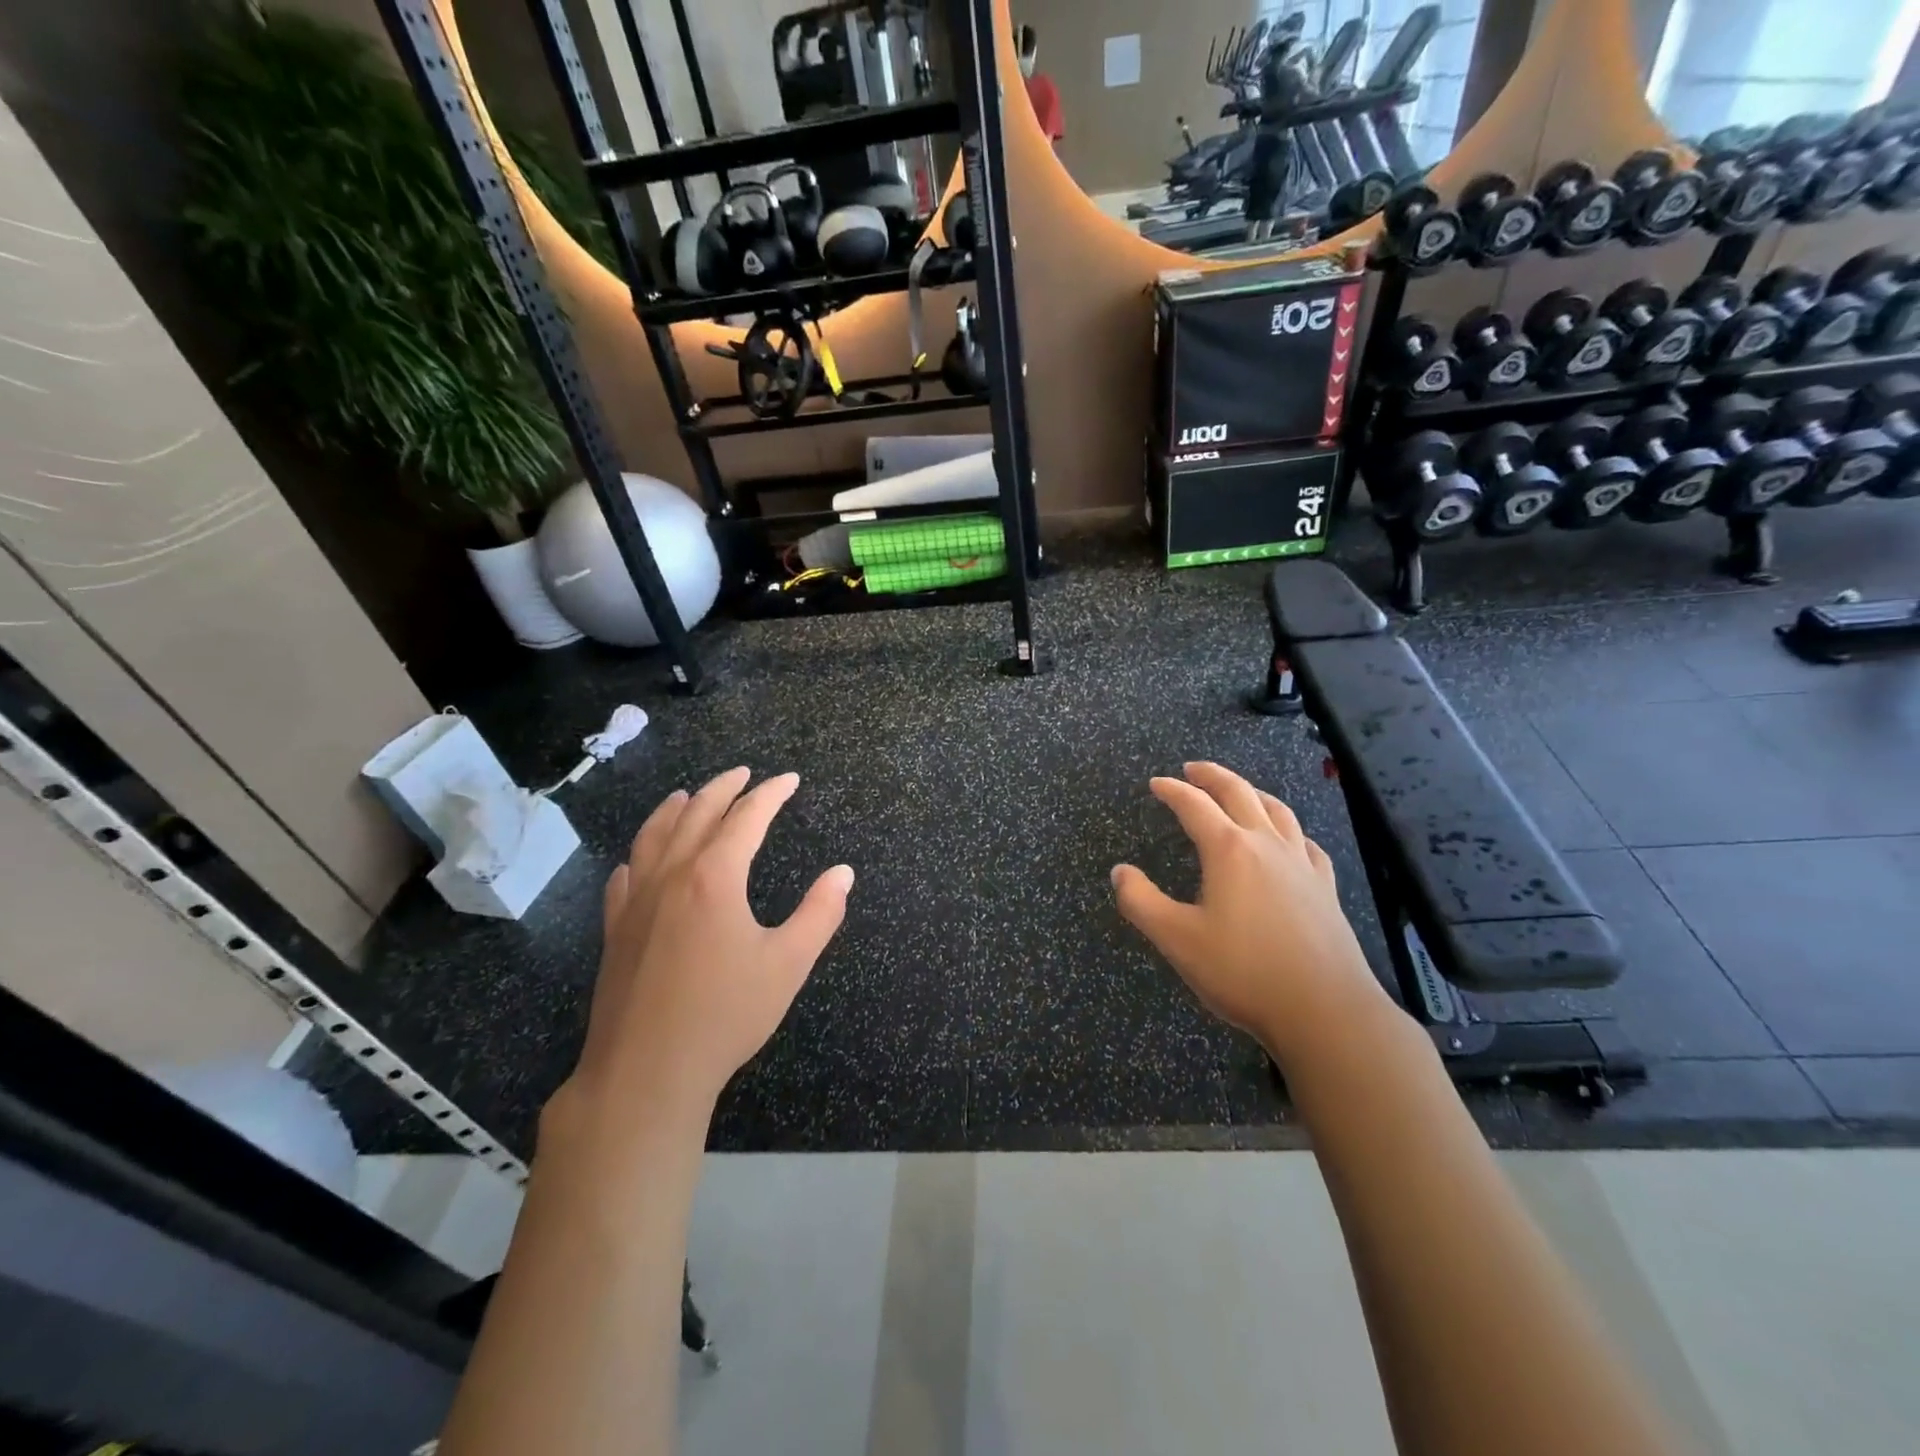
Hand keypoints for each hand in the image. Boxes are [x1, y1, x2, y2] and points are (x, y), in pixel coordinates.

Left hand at [564, 768, 853, 1121]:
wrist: (646, 1071)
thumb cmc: (725, 1015)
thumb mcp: (788, 964)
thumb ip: (820, 913)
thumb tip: (843, 873)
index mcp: (714, 877)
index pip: (746, 817)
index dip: (771, 794)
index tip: (790, 780)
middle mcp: (671, 875)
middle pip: (697, 813)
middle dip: (724, 787)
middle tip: (745, 774)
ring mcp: (636, 901)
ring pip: (653, 835)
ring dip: (676, 808)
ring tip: (689, 794)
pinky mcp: (615, 928)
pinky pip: (625, 874)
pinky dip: (640, 853)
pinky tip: (641, 858)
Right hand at [1112, 762, 1388, 1062]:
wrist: (1324, 1010)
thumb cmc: (1243, 971)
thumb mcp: (1176, 939)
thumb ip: (1140, 901)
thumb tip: (1119, 872)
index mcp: (1229, 850)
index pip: (1194, 805)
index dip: (1172, 790)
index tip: (1155, 783)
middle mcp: (1267, 845)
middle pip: (1239, 793)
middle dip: (1212, 775)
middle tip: (1192, 769)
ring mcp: (1301, 864)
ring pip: (1278, 811)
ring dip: (1252, 792)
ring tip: (1239, 791)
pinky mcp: (1325, 888)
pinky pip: (1306, 843)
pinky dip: (1290, 829)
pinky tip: (1289, 840)